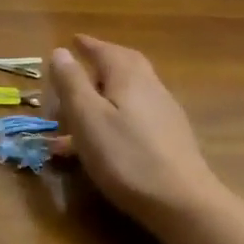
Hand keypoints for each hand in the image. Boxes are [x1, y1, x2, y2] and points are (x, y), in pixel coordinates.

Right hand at [48, 34, 221, 227]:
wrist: (182, 203)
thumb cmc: (126, 156)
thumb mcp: (87, 117)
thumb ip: (72, 83)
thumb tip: (61, 51)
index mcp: (128, 78)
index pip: (106, 51)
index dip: (88, 45)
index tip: (73, 40)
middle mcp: (150, 89)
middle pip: (125, 66)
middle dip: (102, 62)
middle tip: (82, 64)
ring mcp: (163, 115)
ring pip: (128, 94)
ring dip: (103, 94)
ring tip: (79, 110)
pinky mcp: (168, 141)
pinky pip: (133, 118)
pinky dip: (112, 118)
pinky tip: (99, 142)